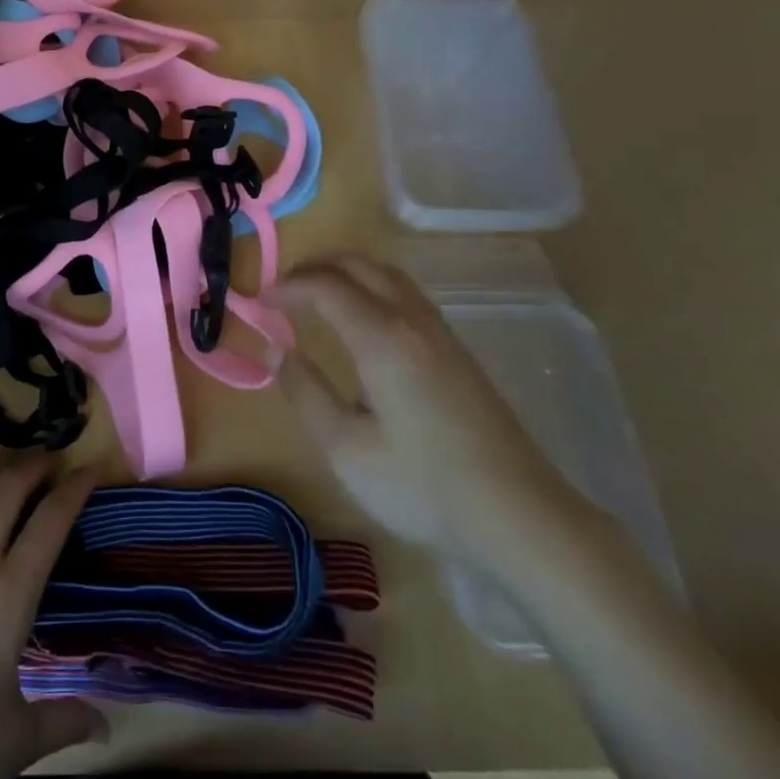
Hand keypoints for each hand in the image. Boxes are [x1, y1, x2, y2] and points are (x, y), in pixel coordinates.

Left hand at [0, 456, 105, 778]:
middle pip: (9, 485)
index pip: (52, 521)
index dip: (76, 488)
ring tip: (6, 465)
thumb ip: (63, 722)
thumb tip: (106, 728)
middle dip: (36, 462)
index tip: (92, 469)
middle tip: (51, 460)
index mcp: (8, 597)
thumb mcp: (11, 744)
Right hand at [274, 255, 587, 571]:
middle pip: (357, 264)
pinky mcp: (456, 349)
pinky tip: (363, 321)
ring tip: (316, 298)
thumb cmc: (424, 486)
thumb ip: (304, 393)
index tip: (259, 303)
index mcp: (381, 337)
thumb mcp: (346, 450)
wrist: (520, 514)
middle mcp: (411, 319)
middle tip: (283, 292)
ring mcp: (439, 331)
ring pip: (385, 273)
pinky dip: (370, 286)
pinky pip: (404, 292)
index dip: (286, 287)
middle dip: (313, 268)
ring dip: (345, 272)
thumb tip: (275, 351)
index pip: (324, 286)